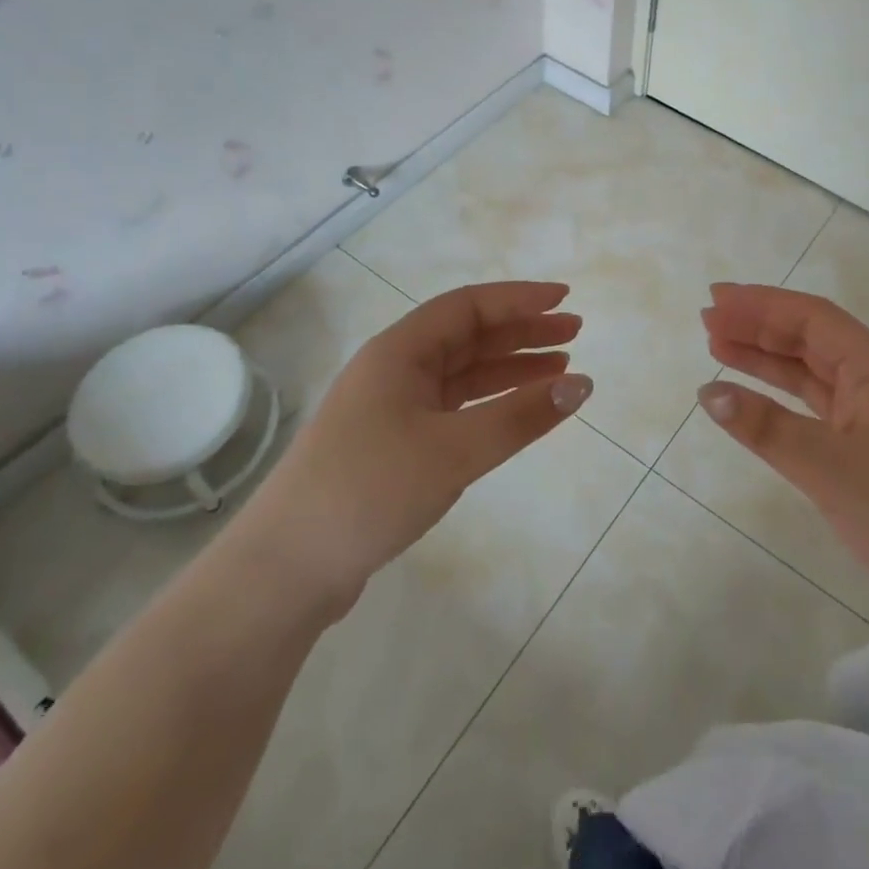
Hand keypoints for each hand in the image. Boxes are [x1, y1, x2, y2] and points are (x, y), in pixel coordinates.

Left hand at [252, 282, 591, 611]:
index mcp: (399, 351)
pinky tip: (517, 411)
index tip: (564, 299)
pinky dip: (489, 404)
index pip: (468, 306)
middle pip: (467, 336)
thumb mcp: (454, 451)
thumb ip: (521, 416)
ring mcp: (391, 408)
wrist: (286, 569)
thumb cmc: (369, 490)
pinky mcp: (393, 444)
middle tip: (573, 333)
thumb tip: (583, 383)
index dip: (518, 299)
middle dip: (521, 332)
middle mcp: (394, 369)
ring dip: (509, 368)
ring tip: (560, 369)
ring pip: (462, 373)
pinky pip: (453, 407)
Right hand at [696, 282, 868, 624]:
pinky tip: (754, 404)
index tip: (715, 299)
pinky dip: (783, 402)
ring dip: (768, 361)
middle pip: (812, 340)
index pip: (813, 318)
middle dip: (760, 327)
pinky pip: (819, 412)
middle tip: (708, 321)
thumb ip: (765, 426)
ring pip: (814, 375)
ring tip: (718, 349)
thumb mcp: (828, 468)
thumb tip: (708, 391)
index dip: (762, 304)